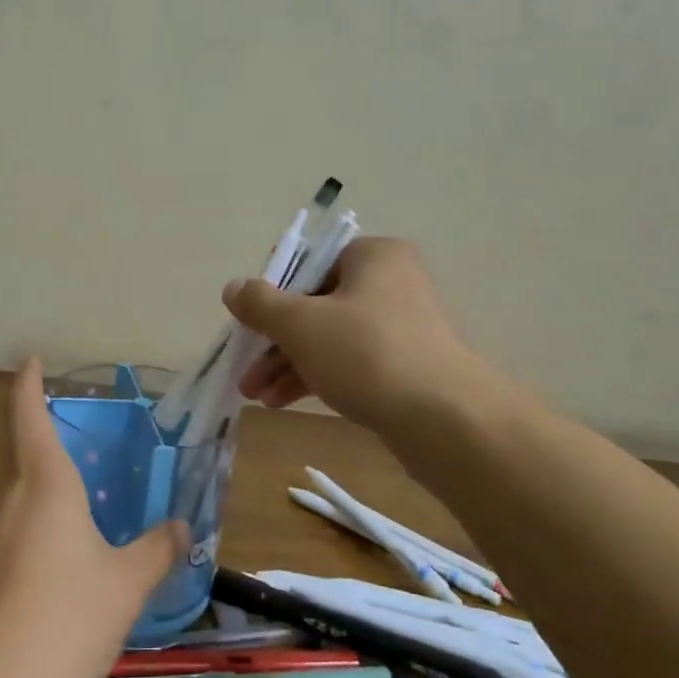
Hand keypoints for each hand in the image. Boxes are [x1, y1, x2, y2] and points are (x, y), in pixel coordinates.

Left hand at [0, 360, 186, 677]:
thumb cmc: (62, 620)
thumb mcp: (126, 586)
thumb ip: (156, 550)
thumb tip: (182, 527)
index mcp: (41, 481)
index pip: (26, 411)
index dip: (28, 382)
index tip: (31, 361)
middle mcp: (0, 493)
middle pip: (3, 441)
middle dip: (22, 423)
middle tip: (53, 426)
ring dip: (12, 469)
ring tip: (45, 486)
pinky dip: (5, 513)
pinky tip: (26, 548)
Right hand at [223, 237, 492, 431]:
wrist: (444, 420)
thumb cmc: (366, 353)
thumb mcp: (300, 323)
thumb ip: (260, 303)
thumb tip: (233, 288)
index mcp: (373, 257)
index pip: (309, 263)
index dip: (272, 292)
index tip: (249, 323)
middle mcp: (390, 283)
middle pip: (315, 304)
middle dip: (275, 340)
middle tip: (246, 370)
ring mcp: (400, 327)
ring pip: (329, 338)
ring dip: (289, 364)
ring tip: (257, 395)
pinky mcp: (405, 366)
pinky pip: (349, 363)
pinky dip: (316, 377)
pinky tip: (283, 402)